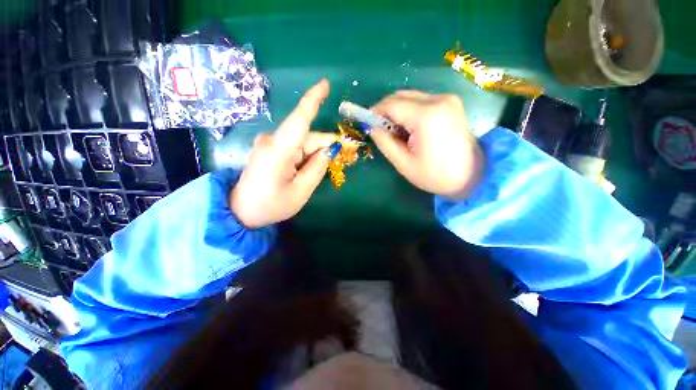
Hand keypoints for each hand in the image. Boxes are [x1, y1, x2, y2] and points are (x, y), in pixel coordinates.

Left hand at [231, 79, 334, 228]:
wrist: (241, 212)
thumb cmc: (271, 205)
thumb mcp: (301, 191)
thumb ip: (317, 168)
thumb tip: (330, 150)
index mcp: (279, 150)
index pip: (299, 119)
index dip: (313, 100)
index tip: (326, 84)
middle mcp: (273, 140)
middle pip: (307, 136)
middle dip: (326, 145)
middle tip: (344, 155)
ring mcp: (269, 144)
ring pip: (303, 142)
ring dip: (317, 152)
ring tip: (324, 168)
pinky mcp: (270, 149)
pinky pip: (295, 147)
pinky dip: (307, 155)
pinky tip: (310, 167)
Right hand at [370, 91, 483, 199]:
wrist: (473, 176)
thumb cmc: (435, 175)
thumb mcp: (404, 163)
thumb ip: (385, 143)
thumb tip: (373, 128)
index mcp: (426, 116)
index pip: (391, 104)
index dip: (375, 112)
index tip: (367, 123)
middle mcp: (438, 100)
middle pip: (401, 96)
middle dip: (386, 110)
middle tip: (381, 130)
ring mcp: (447, 99)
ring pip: (411, 97)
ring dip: (398, 111)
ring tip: (397, 132)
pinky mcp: (451, 103)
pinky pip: (422, 101)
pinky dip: (411, 111)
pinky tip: (411, 128)